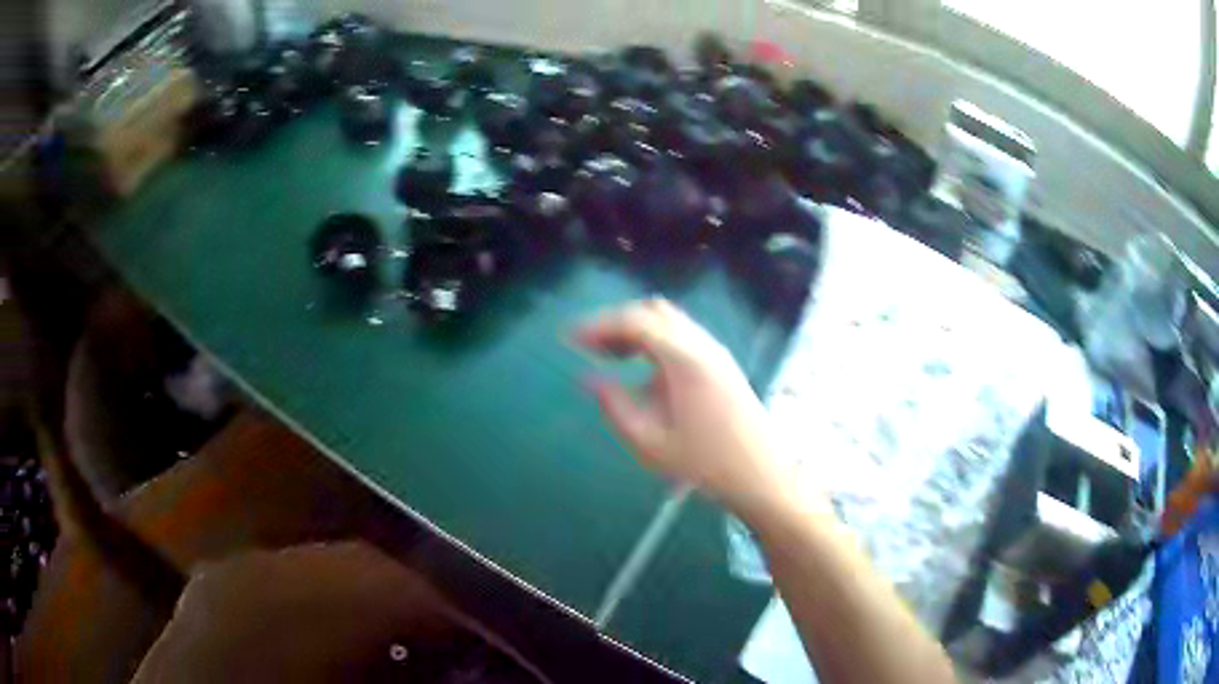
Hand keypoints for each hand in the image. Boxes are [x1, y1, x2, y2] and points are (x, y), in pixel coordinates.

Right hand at [575, 298, 792, 515]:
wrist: (760, 473)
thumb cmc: (704, 462)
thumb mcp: (649, 442)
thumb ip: (615, 407)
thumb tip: (589, 380)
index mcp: (685, 359)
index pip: (635, 322)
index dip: (598, 325)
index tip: (569, 339)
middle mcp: (702, 345)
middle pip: (652, 311)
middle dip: (616, 322)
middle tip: (589, 347)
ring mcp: (715, 351)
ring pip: (669, 321)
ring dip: (636, 329)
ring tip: (609, 356)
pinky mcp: (720, 363)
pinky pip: (681, 336)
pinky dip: (654, 339)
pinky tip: (641, 367)